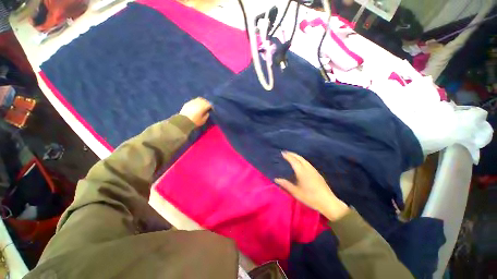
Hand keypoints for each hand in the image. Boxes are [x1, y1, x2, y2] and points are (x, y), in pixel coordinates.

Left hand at [179, 97, 211, 126]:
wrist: (183, 121)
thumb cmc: (195, 121)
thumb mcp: (203, 120)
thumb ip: (206, 115)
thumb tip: (207, 112)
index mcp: (203, 106)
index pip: (209, 104)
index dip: (211, 107)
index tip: (211, 110)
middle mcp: (198, 102)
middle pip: (204, 100)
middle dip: (207, 103)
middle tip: (207, 107)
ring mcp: (192, 102)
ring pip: (199, 99)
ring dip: (201, 101)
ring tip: (202, 105)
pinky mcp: (188, 103)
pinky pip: (194, 101)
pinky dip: (196, 102)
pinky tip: (196, 106)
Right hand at [274, 151, 349, 221]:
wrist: (328, 202)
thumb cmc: (310, 198)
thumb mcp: (296, 192)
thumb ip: (286, 184)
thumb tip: (276, 179)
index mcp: (302, 172)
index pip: (293, 161)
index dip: (288, 156)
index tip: (282, 153)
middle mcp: (308, 168)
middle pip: (299, 158)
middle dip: (292, 154)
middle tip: (286, 152)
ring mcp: (313, 170)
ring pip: (304, 160)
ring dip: (297, 156)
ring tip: (292, 156)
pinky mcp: (317, 173)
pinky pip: (307, 163)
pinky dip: (302, 160)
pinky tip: (301, 163)